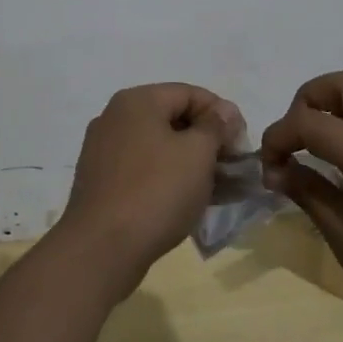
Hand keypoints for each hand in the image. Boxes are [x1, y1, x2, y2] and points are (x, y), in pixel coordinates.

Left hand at [56, 83, 242, 299]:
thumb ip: (215, 126)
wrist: (101, 248)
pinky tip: (186, 201)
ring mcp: (103, 149)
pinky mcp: (100, 180)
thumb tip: (224, 110)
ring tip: (216, 189)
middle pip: (172, 118)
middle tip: (231, 168)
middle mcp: (115, 117)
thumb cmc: (156, 191)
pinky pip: (142, 168)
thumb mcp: (198, 154)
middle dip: (206, 141)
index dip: (221, 114)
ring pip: (158, 146)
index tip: (241, 144)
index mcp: (137, 101)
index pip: (190, 93)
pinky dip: (166, 178)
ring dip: (189, 163)